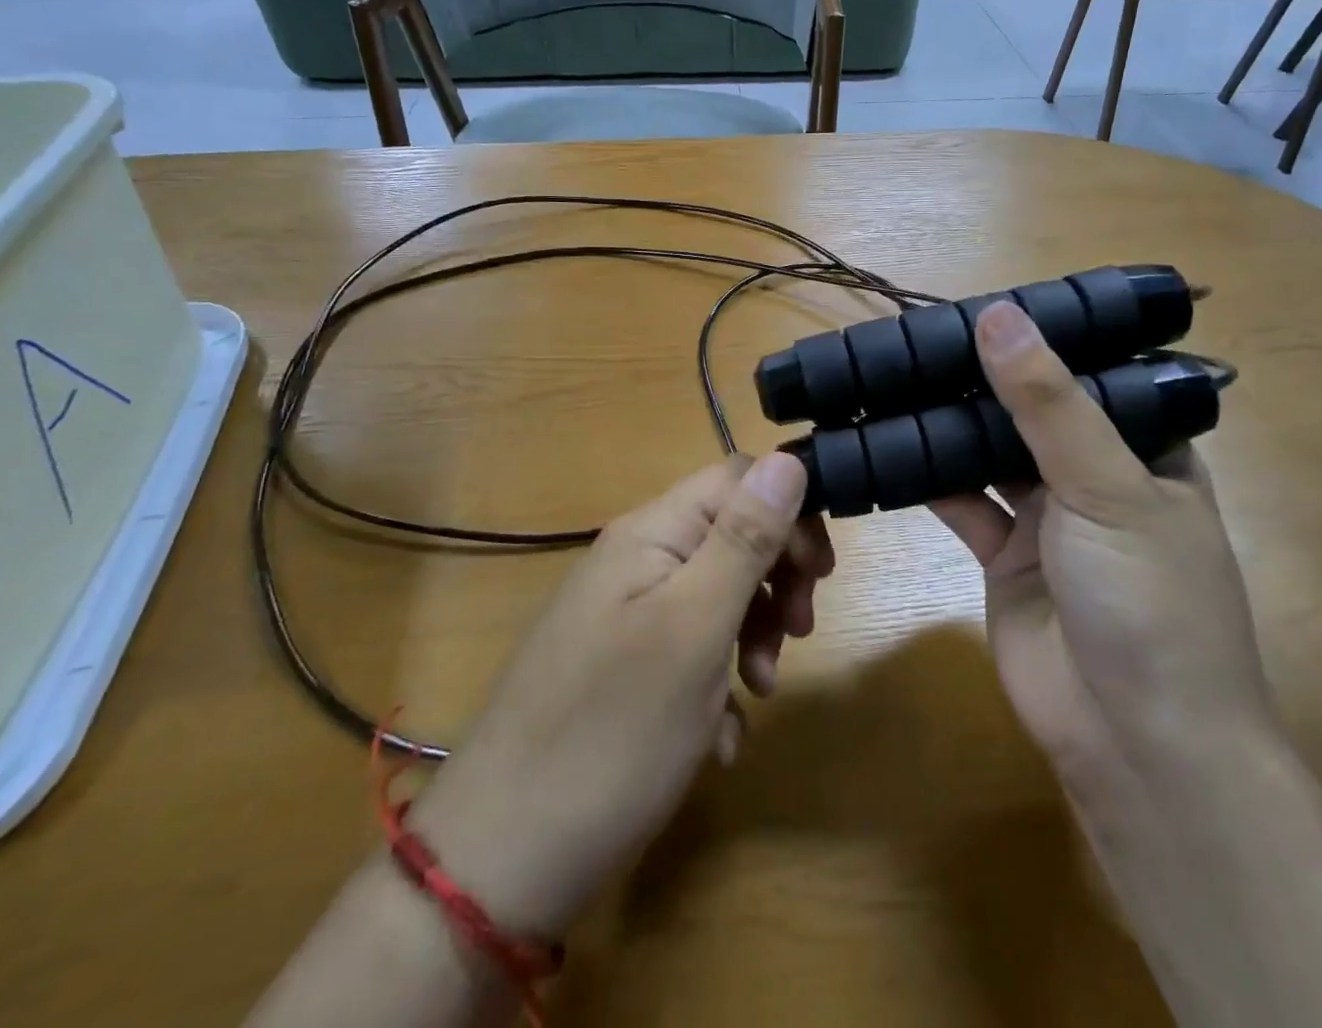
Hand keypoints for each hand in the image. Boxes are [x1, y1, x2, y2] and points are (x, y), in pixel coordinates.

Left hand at [408, 454, 829, 939]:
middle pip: (731, 534)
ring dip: (753, 634)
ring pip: (717, 594)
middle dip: (776, 579)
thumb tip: (788, 459)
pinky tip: (718, 735)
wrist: (501, 861)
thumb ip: (743, 540)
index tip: (820, 575)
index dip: (788, 513)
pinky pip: (691, 648)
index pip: (738, 479)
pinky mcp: (623, 667)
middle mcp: (636, 560)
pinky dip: (718, 681)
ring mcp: (626, 615)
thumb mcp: (695, 629)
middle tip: (798, 635)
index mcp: (651, 534)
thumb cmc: (613, 733)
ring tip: (757, 692)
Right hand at [932, 302, 1274, 800]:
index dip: (1041, 338)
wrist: (1132, 744)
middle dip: (982, 379)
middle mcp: (1094, 477)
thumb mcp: (1107, 489)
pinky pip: (960, 501)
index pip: (1090, 373)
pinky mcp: (1001, 556)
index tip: (981, 302)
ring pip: (989, 453)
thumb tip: (997, 315)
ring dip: (948, 424)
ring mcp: (1046, 519)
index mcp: (1145, 451)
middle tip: (919, 335)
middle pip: (1031, 411)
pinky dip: (927, 476)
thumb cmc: (1147, 602)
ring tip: (894, 377)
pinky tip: (885, 445)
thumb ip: (1048, 404)